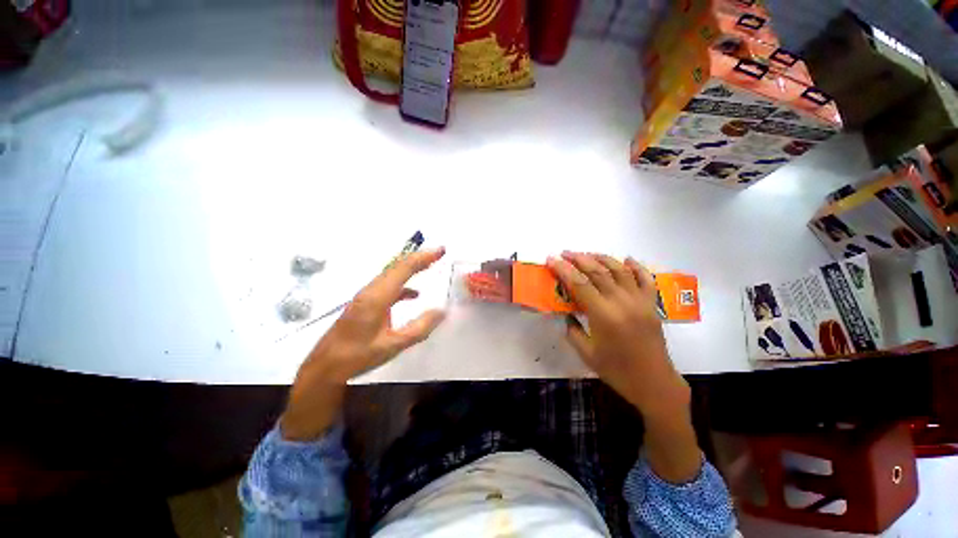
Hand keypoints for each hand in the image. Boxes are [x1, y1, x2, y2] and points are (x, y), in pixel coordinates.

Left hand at [280, 248, 446, 440]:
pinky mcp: (365, 303)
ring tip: (430, 265)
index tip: (441, 250)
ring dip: (411, 267)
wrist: (325, 366)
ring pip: (392, 274)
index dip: (423, 257)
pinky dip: (403, 284)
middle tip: (439, 253)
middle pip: (397, 266)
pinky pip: (387, 286)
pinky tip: (414, 294)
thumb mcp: (393, 345)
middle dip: (419, 257)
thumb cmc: (358, 356)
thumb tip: (442, 311)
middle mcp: (371, 290)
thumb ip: (419, 327)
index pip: (404, 269)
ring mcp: (366, 296)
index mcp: (377, 297)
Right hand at [548, 252, 700, 482]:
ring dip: (601, 258)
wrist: (654, 383)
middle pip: (598, 271)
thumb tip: (567, 313)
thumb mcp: (586, 353)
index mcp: (604, 315)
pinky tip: (626, 259)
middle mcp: (622, 302)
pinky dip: (636, 266)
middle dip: (578, 259)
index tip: (552, 259)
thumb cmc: (617, 371)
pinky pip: (645, 279)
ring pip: (620, 269)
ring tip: (587, 254)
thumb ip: (572, 329)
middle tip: (564, 253)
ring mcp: (640, 301)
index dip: (563, 269)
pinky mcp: (652, 304)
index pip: (579, 283)